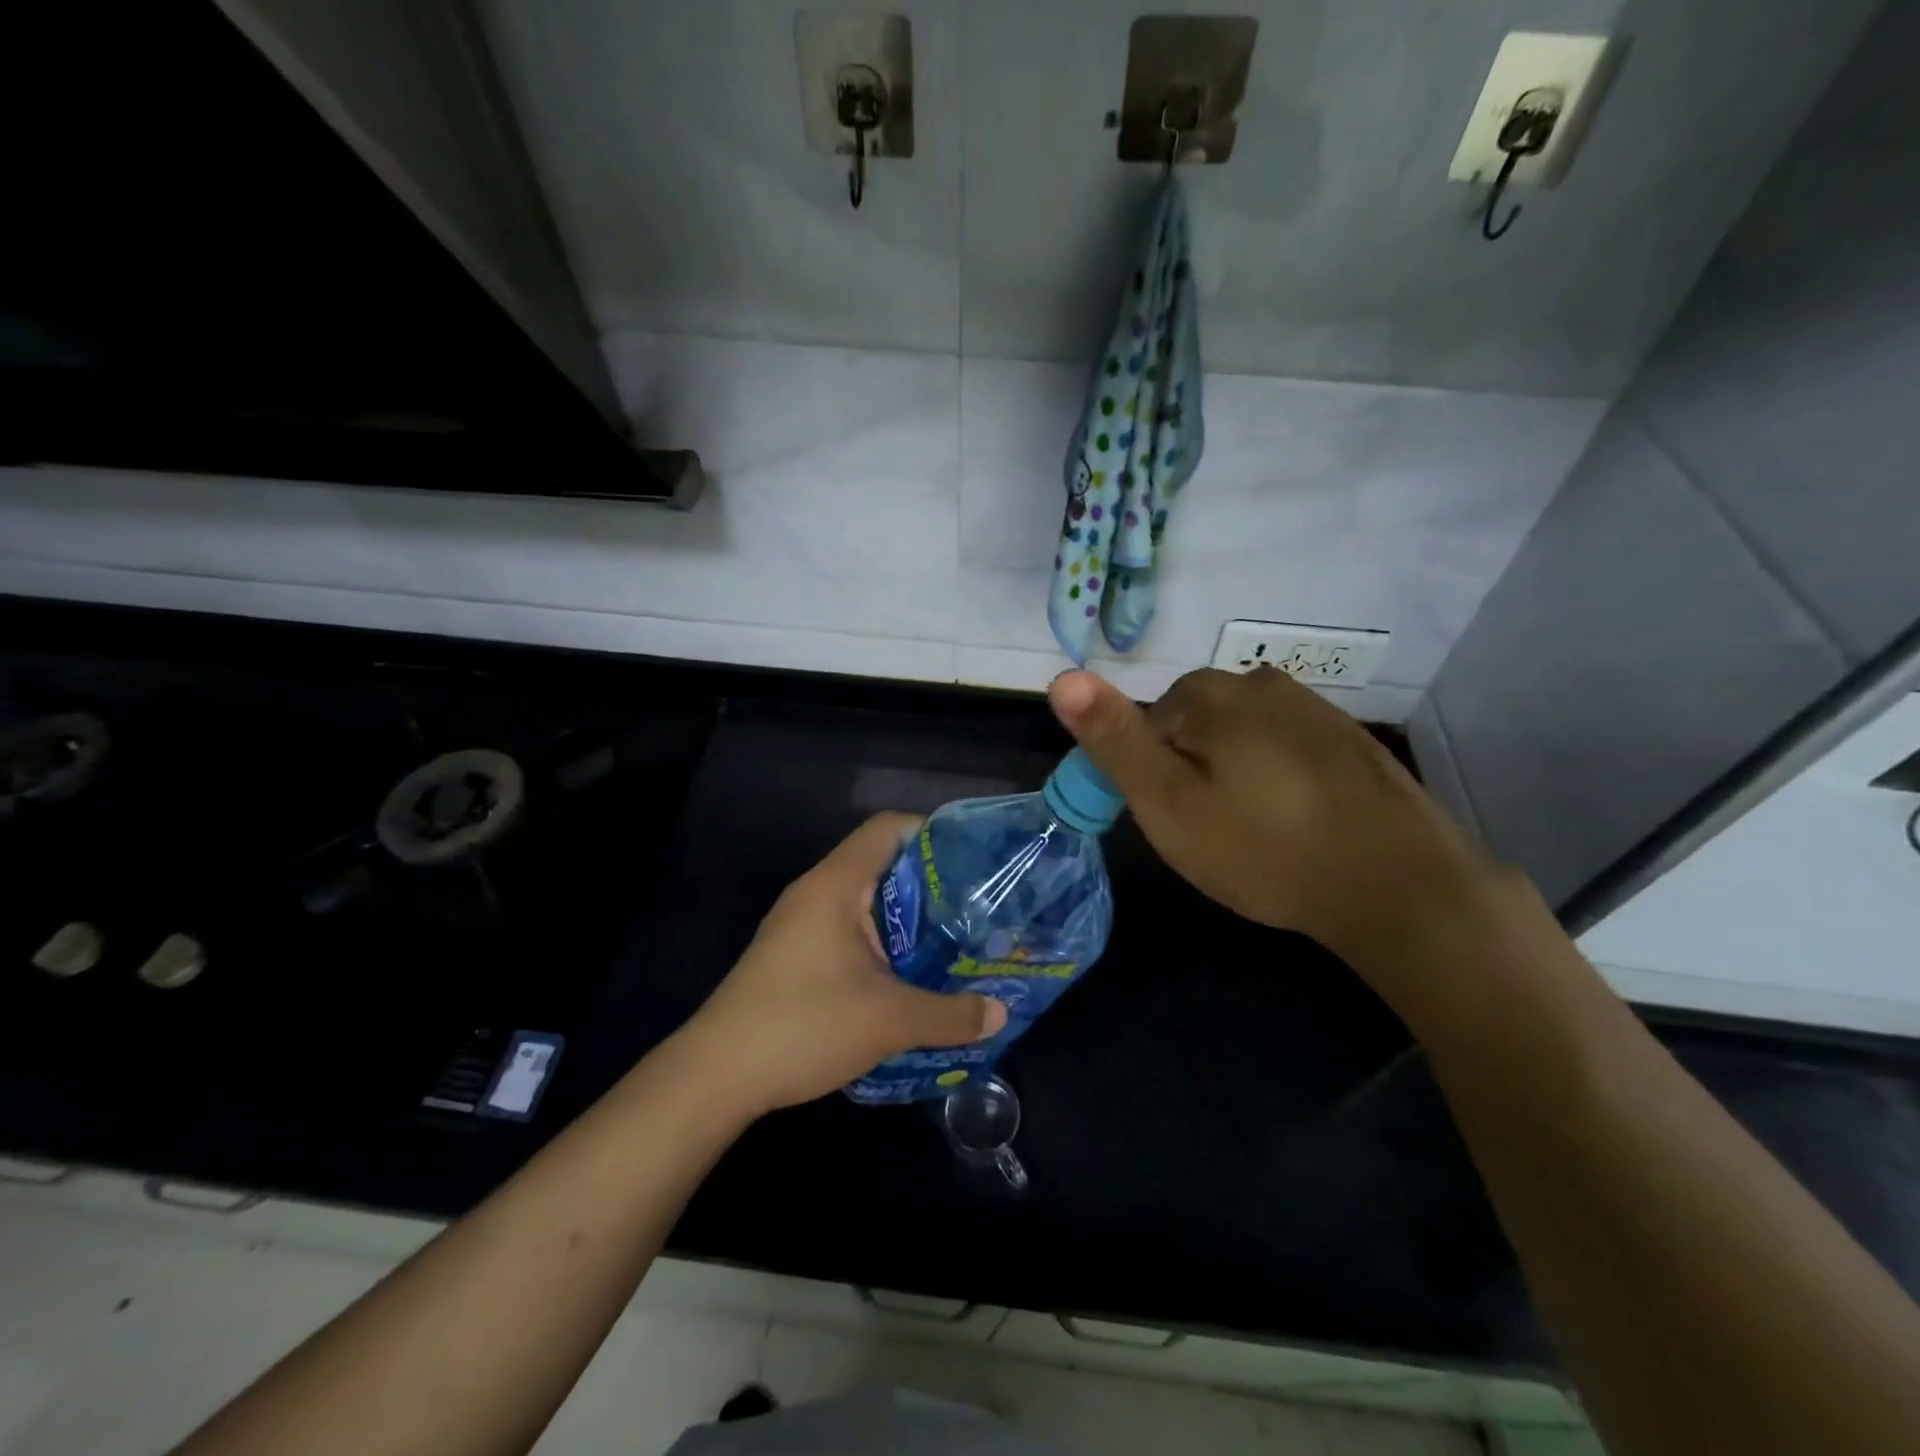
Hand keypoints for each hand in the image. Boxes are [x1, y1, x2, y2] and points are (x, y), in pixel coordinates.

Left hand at [682, 813, 1007, 1117]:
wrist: (715, 1075)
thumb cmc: (804, 1026)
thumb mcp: (889, 1021)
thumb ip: (950, 1014)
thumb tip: (1001, 1012)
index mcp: (837, 883)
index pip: (889, 828)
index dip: (934, 833)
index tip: (974, 861)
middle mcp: (817, 891)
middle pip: (882, 862)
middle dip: (931, 883)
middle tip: (976, 908)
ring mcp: (801, 923)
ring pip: (866, 900)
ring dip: (907, 918)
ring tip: (953, 941)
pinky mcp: (793, 953)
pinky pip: (849, 928)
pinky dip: (883, 940)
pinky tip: (908, 975)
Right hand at [1047, 667, 1499, 985]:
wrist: (1401, 886)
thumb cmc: (1265, 848)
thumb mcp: (1169, 802)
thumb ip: (1114, 739)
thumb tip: (1062, 676)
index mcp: (1211, 693)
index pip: (1148, 723)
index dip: (1151, 776)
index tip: (1175, 823)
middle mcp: (1261, 682)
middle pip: (1195, 725)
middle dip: (1192, 771)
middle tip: (1213, 834)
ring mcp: (1313, 707)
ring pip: (1241, 737)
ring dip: (1235, 775)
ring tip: (1255, 833)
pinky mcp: (1349, 739)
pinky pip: (1286, 750)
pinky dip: (1278, 780)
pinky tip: (1297, 823)